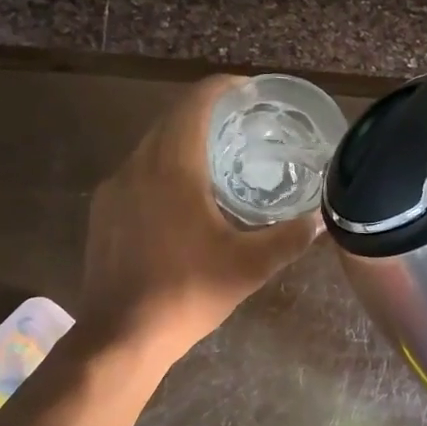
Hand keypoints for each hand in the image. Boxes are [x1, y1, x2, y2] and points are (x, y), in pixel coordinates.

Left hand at [79, 76, 319, 363]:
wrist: (121, 336)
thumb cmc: (188, 292)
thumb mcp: (249, 267)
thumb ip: (289, 237)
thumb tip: (323, 219)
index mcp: (173, 167)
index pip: (195, 104)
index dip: (222, 88)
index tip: (249, 91)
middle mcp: (137, 166)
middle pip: (171, 119)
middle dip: (205, 112)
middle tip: (242, 123)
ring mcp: (114, 189)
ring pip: (150, 145)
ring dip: (182, 140)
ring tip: (217, 157)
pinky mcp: (103, 212)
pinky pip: (136, 171)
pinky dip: (162, 166)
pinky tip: (181, 197)